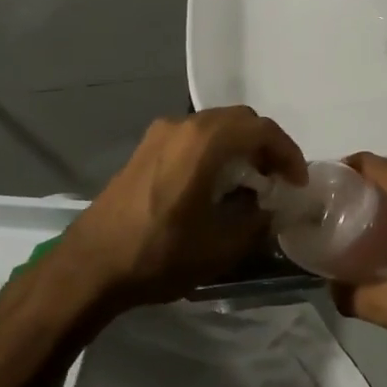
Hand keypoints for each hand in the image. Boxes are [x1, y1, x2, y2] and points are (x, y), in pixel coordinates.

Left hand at [58, 105, 306, 309]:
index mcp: (205, 141)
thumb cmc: (160, 253)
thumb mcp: (221, 246)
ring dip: (239, 147)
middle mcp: (183, 125)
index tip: (297, 183)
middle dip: (265, 146)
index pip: (262, 130)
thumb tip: (270, 208)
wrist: (89, 266)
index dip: (288, 153)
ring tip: (250, 184)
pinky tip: (215, 185)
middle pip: (239, 121)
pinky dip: (215, 151)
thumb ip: (257, 221)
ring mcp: (159, 134)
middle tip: (277, 180)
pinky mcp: (144, 149)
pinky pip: (193, 138)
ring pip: (215, 126)